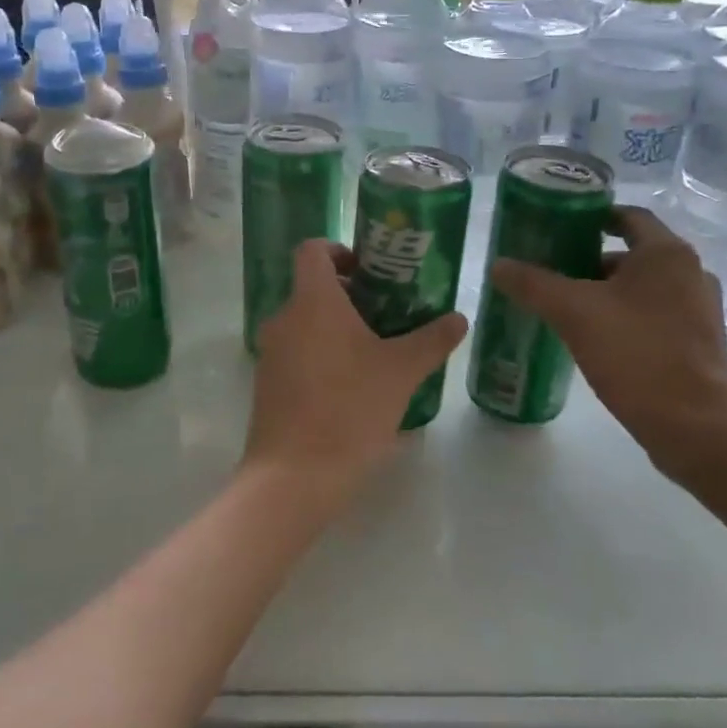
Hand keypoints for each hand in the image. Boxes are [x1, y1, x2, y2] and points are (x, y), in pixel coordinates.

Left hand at [247, 240, 468, 497]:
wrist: (293, 478)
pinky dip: (322, 354)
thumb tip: (459, 318)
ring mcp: (270, 353)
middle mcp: (283, 318)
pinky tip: (353, 386)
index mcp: (312, 301)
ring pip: (305, 322)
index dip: (339, 250)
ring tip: (377, 351)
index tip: (370, 270)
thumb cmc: (349, 409)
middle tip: (388, 313)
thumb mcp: (401, 371)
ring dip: (337, 327)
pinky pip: (297, 352)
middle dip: (350, 294)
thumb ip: (432, 339)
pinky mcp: (267, 384)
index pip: (312, 249)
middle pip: (312, 287)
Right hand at [489, 207, 726, 481]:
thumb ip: (533, 284)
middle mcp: (690, 272)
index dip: (591, 217)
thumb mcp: (574, 313)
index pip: (627, 215)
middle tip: (551, 273)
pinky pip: (654, 316)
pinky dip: (625, 318)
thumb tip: (498, 264)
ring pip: (642, 288)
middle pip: (632, 253)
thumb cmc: (636, 353)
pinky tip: (595, 339)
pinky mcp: (698, 343)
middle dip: (590, 261)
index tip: (557, 228)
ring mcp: (699, 310)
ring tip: (566, 308)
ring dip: (606, 292)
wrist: (695, 426)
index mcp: (666, 253)